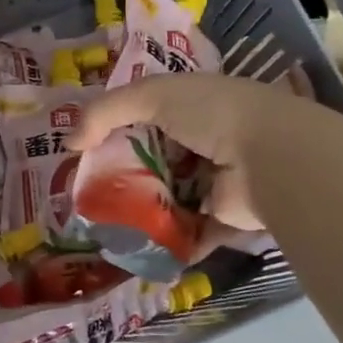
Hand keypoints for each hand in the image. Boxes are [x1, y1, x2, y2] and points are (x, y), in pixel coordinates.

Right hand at [69, 72, 328, 232]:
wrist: (273, 158)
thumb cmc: (213, 114)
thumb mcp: (152, 94)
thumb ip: (105, 112)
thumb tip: (69, 142)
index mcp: (194, 105)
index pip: (148, 113)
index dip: (116, 127)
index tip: (86, 147)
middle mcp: (206, 141)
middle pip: (153, 158)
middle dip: (123, 173)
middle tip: (87, 191)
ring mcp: (215, 181)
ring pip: (167, 196)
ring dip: (140, 209)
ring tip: (100, 223)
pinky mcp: (221, 218)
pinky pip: (186, 231)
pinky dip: (164, 240)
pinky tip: (129, 247)